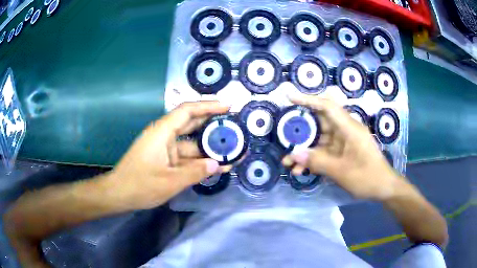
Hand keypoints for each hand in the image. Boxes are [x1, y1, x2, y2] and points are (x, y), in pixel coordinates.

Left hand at [108, 101, 230, 209]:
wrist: (118, 194)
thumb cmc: (139, 185)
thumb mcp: (169, 181)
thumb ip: (195, 172)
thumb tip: (216, 164)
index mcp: (162, 132)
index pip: (187, 110)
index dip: (208, 106)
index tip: (227, 107)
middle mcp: (165, 136)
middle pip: (192, 124)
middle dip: (212, 125)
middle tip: (234, 127)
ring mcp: (165, 149)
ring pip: (191, 144)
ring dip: (208, 148)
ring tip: (231, 150)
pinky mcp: (165, 160)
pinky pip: (186, 158)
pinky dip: (199, 161)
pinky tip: (215, 166)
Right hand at [282, 95, 399, 200]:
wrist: (384, 187)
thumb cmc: (368, 176)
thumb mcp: (341, 171)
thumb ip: (317, 162)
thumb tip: (293, 154)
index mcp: (349, 128)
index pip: (327, 106)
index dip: (308, 100)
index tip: (290, 98)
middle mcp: (345, 131)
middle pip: (319, 123)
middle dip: (301, 132)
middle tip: (284, 138)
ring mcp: (344, 142)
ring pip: (320, 141)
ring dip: (305, 150)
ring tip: (288, 163)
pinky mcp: (343, 153)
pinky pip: (325, 152)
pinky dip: (314, 159)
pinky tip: (301, 170)